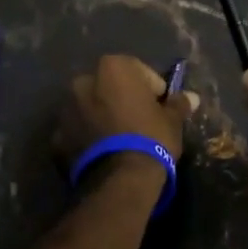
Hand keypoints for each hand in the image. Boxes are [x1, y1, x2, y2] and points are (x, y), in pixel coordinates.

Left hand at [54, 55, 196, 185]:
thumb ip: (178, 104)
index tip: (160, 107)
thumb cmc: (150, 138)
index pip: (138, 70)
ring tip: (119, 140)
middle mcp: (83, 81)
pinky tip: (103, 154)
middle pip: (109, 86)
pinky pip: (77, 131)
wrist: (119, 180)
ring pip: (90, 107)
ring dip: (102, 117)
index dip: (152, 89)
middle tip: (139, 122)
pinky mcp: (56, 138)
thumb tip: (192, 97)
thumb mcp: (172, 121)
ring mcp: (65, 109)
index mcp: (112, 68)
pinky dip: (87, 137)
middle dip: (122, 99)